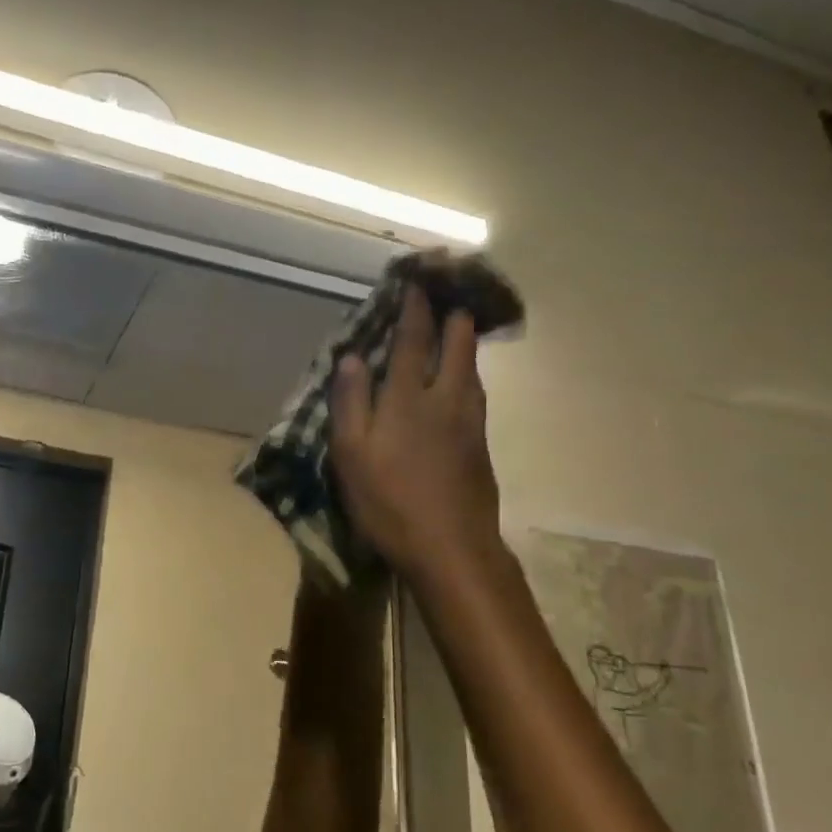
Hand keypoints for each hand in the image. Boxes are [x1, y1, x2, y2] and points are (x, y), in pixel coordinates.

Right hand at [328, 285, 501, 580]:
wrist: (452, 548)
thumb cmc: (390, 502)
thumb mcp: (351, 454)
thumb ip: (350, 402)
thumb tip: (350, 357)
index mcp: (407, 398)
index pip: (412, 339)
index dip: (414, 308)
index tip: (417, 283)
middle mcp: (444, 398)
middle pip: (456, 344)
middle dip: (453, 315)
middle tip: (450, 294)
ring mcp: (469, 421)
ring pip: (471, 367)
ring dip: (465, 341)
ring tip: (460, 327)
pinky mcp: (480, 444)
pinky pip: (476, 392)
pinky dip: (468, 371)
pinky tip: (464, 380)